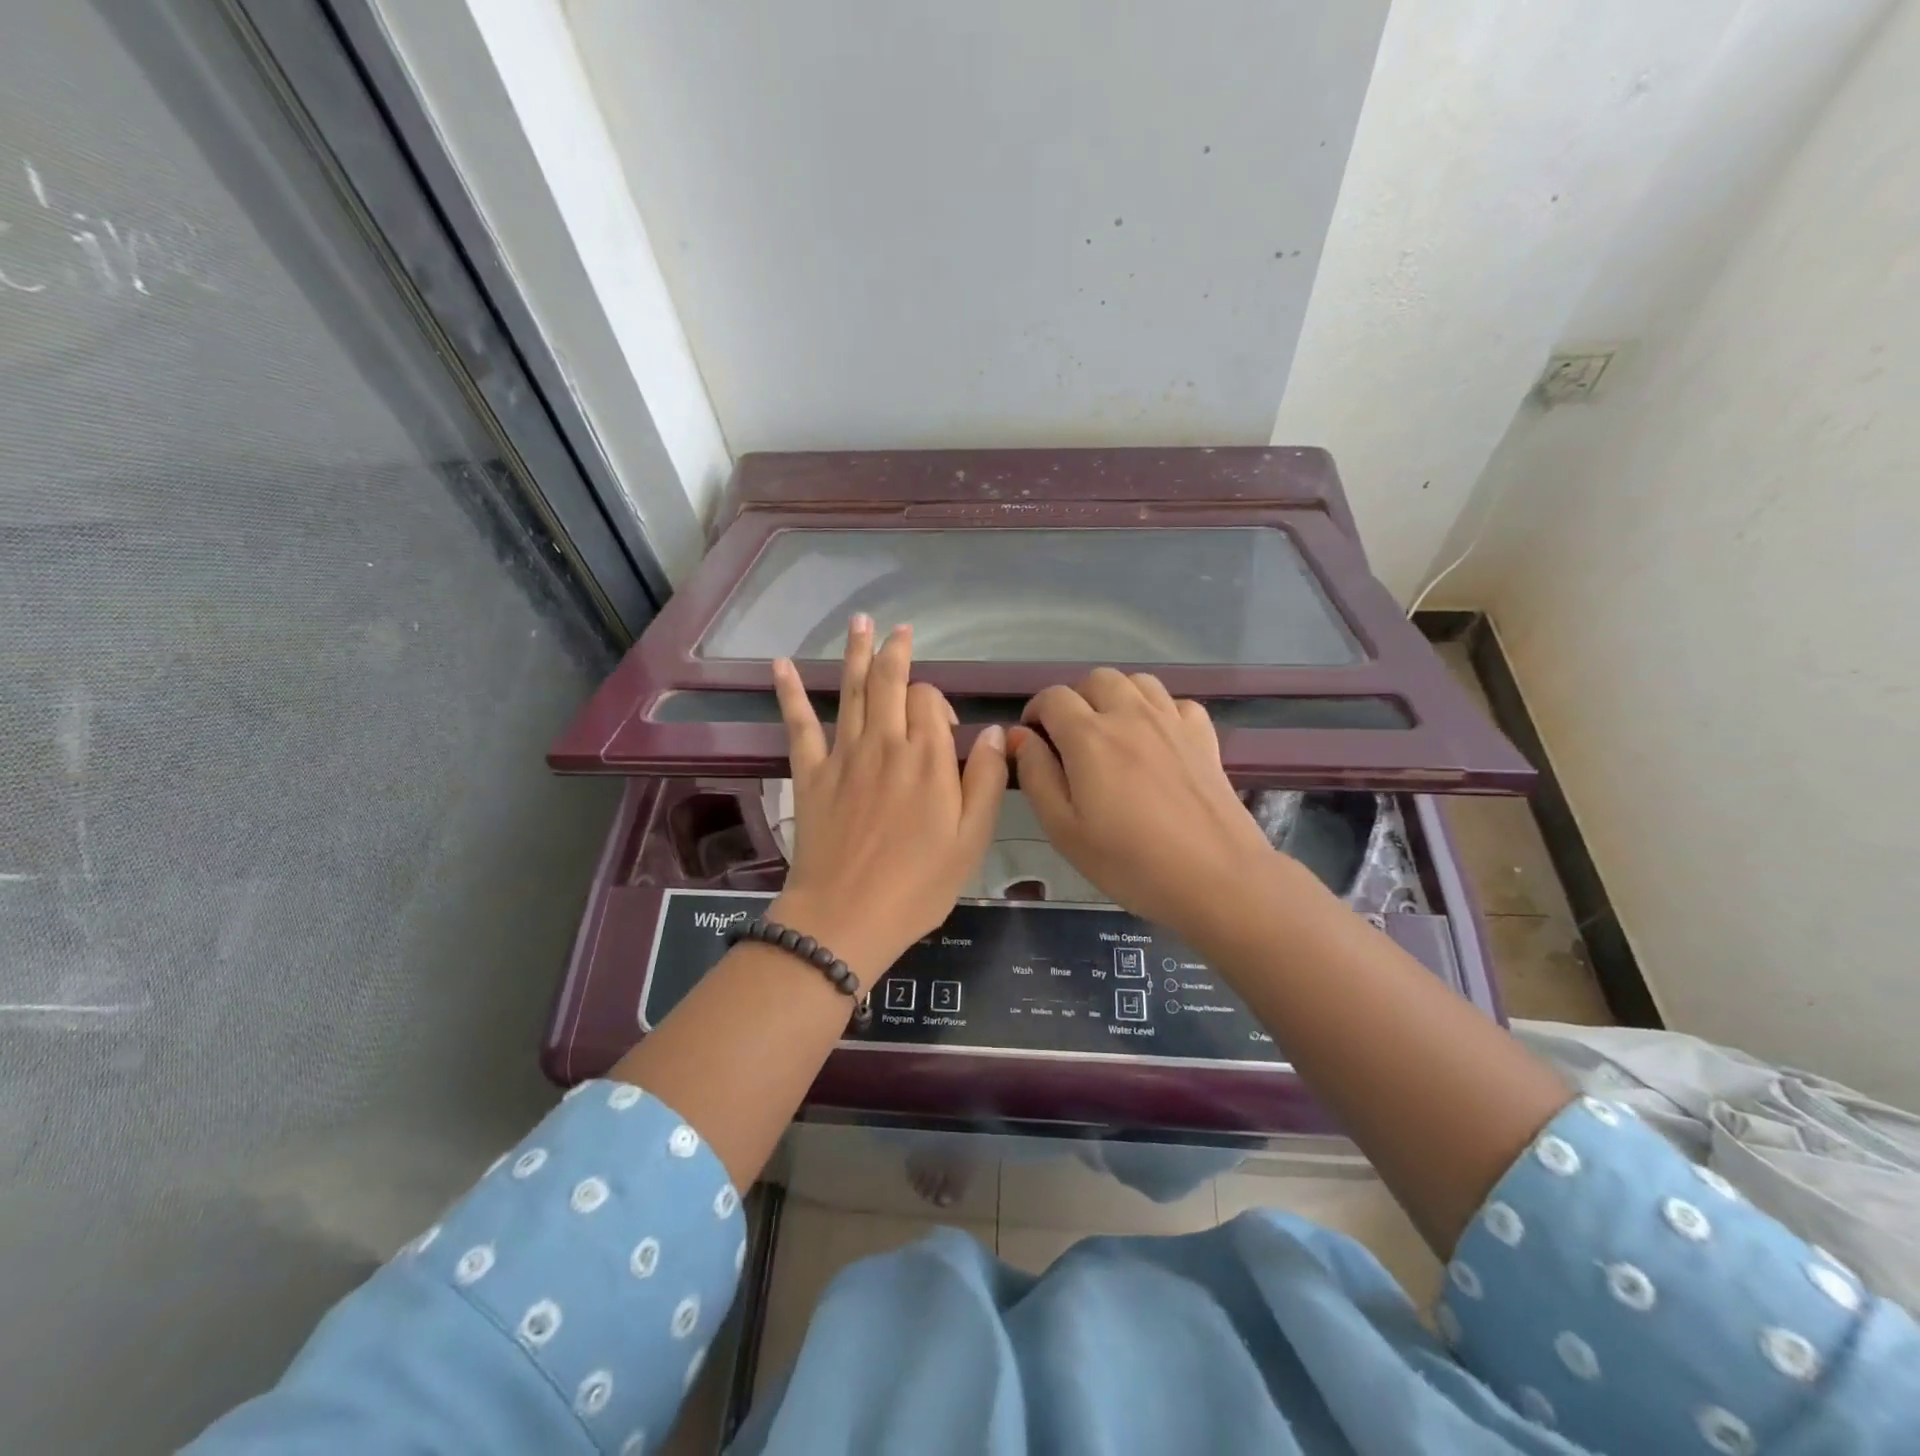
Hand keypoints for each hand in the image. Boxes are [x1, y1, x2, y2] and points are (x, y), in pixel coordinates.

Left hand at [770, 617, 1008, 980]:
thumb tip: (991, 731)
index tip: (943, 725)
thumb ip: (985, 780)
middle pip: (889, 682)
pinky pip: (799, 724)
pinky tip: (781, 665)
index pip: (931, 700)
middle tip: (897, 628)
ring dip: (855, 653)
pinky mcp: (810, 773)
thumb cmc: (918, 884)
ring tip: (859, 622)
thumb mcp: (971, 839)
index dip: (938, 702)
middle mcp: (885, 743)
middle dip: (895, 651)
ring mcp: (843, 755)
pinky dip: (790, 693)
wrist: (847, 916)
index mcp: (928, 757)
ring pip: (851, 690)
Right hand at [1011, 669, 1280, 942]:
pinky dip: (1159, 711)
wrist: (1214, 877)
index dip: (1035, 712)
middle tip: (1070, 738)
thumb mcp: (1063, 829)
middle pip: (1095, 679)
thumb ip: (1036, 775)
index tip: (1033, 740)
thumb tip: (1020, 737)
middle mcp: (1130, 714)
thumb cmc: (1128, 861)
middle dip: (1075, 699)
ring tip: (1112, 731)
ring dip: (1116, 697)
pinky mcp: (1204, 736)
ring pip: (1137, 682)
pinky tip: (1156, 740)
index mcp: (1088, 735)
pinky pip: (1176, 703)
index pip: (1053, 698)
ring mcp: (1172, 721)